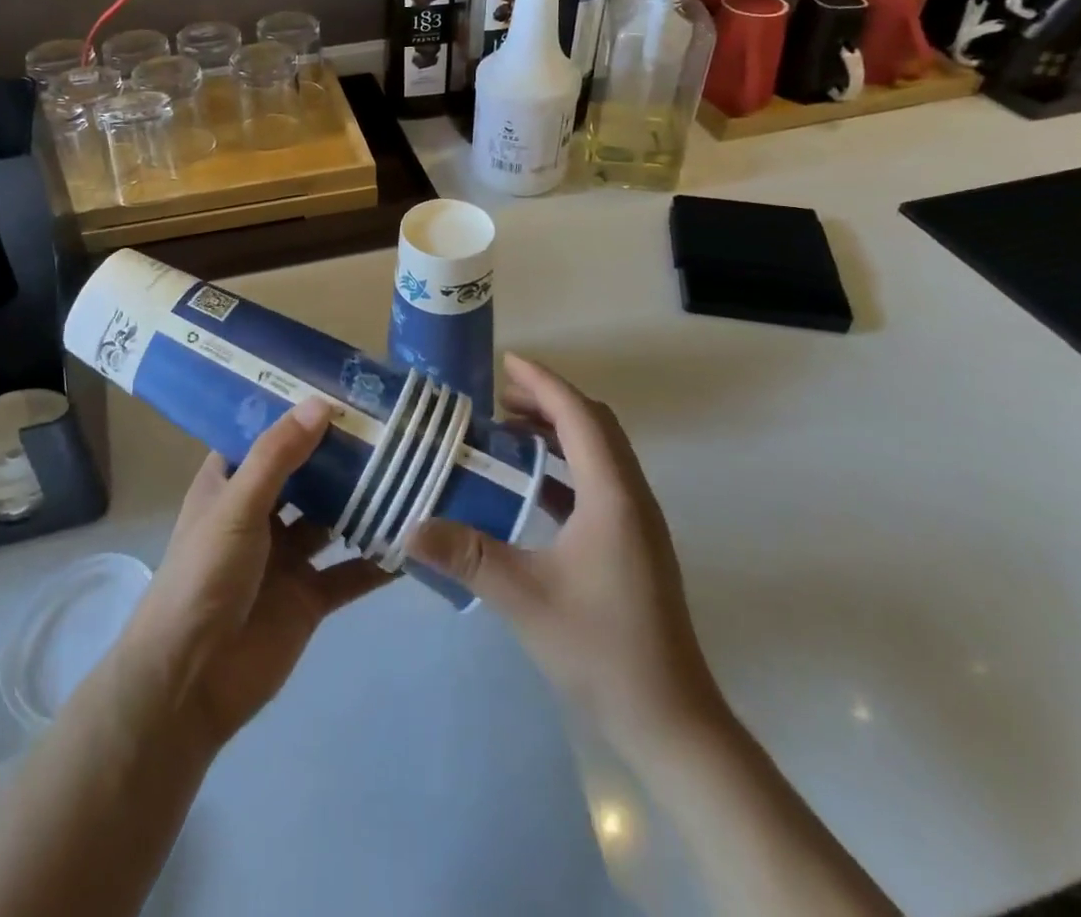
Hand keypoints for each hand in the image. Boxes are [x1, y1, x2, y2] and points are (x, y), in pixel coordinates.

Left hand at [116, 402, 390, 750]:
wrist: (190, 681)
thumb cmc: (204, 575)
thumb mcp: (238, 504)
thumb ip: (278, 456)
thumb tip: (321, 403)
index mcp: (231, 485)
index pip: (265, 437)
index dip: (296, 413)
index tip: (340, 386)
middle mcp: (260, 514)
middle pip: (306, 476)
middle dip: (341, 455)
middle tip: (390, 424)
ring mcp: (286, 557)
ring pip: (332, 520)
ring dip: (364, 503)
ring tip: (411, 471)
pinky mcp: (309, 597)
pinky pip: (350, 572)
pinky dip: (377, 561)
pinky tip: (413, 541)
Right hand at [409, 354, 723, 755]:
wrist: (670, 719)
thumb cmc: (601, 648)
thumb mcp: (525, 598)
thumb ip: (467, 555)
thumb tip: (409, 527)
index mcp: (612, 495)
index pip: (579, 416)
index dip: (544, 383)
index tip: (507, 361)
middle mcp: (631, 496)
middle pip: (595, 424)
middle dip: (550, 400)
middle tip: (500, 394)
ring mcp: (637, 521)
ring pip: (600, 452)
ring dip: (560, 431)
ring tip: (510, 430)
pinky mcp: (634, 543)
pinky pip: (599, 481)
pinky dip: (566, 465)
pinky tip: (532, 485)